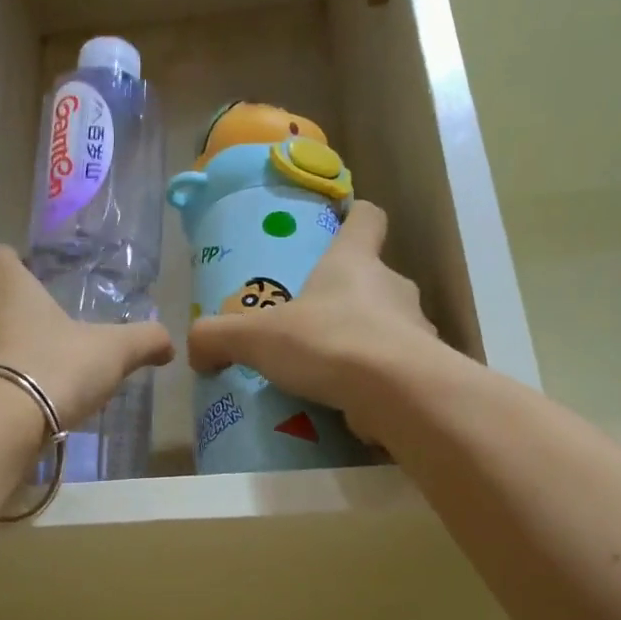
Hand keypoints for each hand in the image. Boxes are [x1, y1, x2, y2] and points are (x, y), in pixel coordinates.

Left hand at [0, 245, 174, 432]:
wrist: (0, 426)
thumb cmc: (55, 368)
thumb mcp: (113, 352)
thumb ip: (143, 341)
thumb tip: (168, 343)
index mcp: (12, 290)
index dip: (9, 260)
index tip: (23, 268)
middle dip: (17, 317)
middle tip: (50, 336)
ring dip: (8, 356)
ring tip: (41, 378)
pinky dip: (0, 390)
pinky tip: (26, 409)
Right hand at [186, 201, 438, 442]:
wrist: (398, 394)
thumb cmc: (328, 343)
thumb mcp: (255, 338)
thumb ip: (217, 338)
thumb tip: (196, 352)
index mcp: (354, 262)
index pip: (367, 219)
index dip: (356, 216)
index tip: (345, 222)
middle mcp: (393, 287)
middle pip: (374, 278)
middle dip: (346, 297)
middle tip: (311, 322)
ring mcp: (415, 329)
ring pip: (388, 326)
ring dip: (362, 341)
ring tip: (327, 370)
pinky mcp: (424, 371)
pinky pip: (395, 369)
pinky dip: (374, 380)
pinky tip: (349, 403)